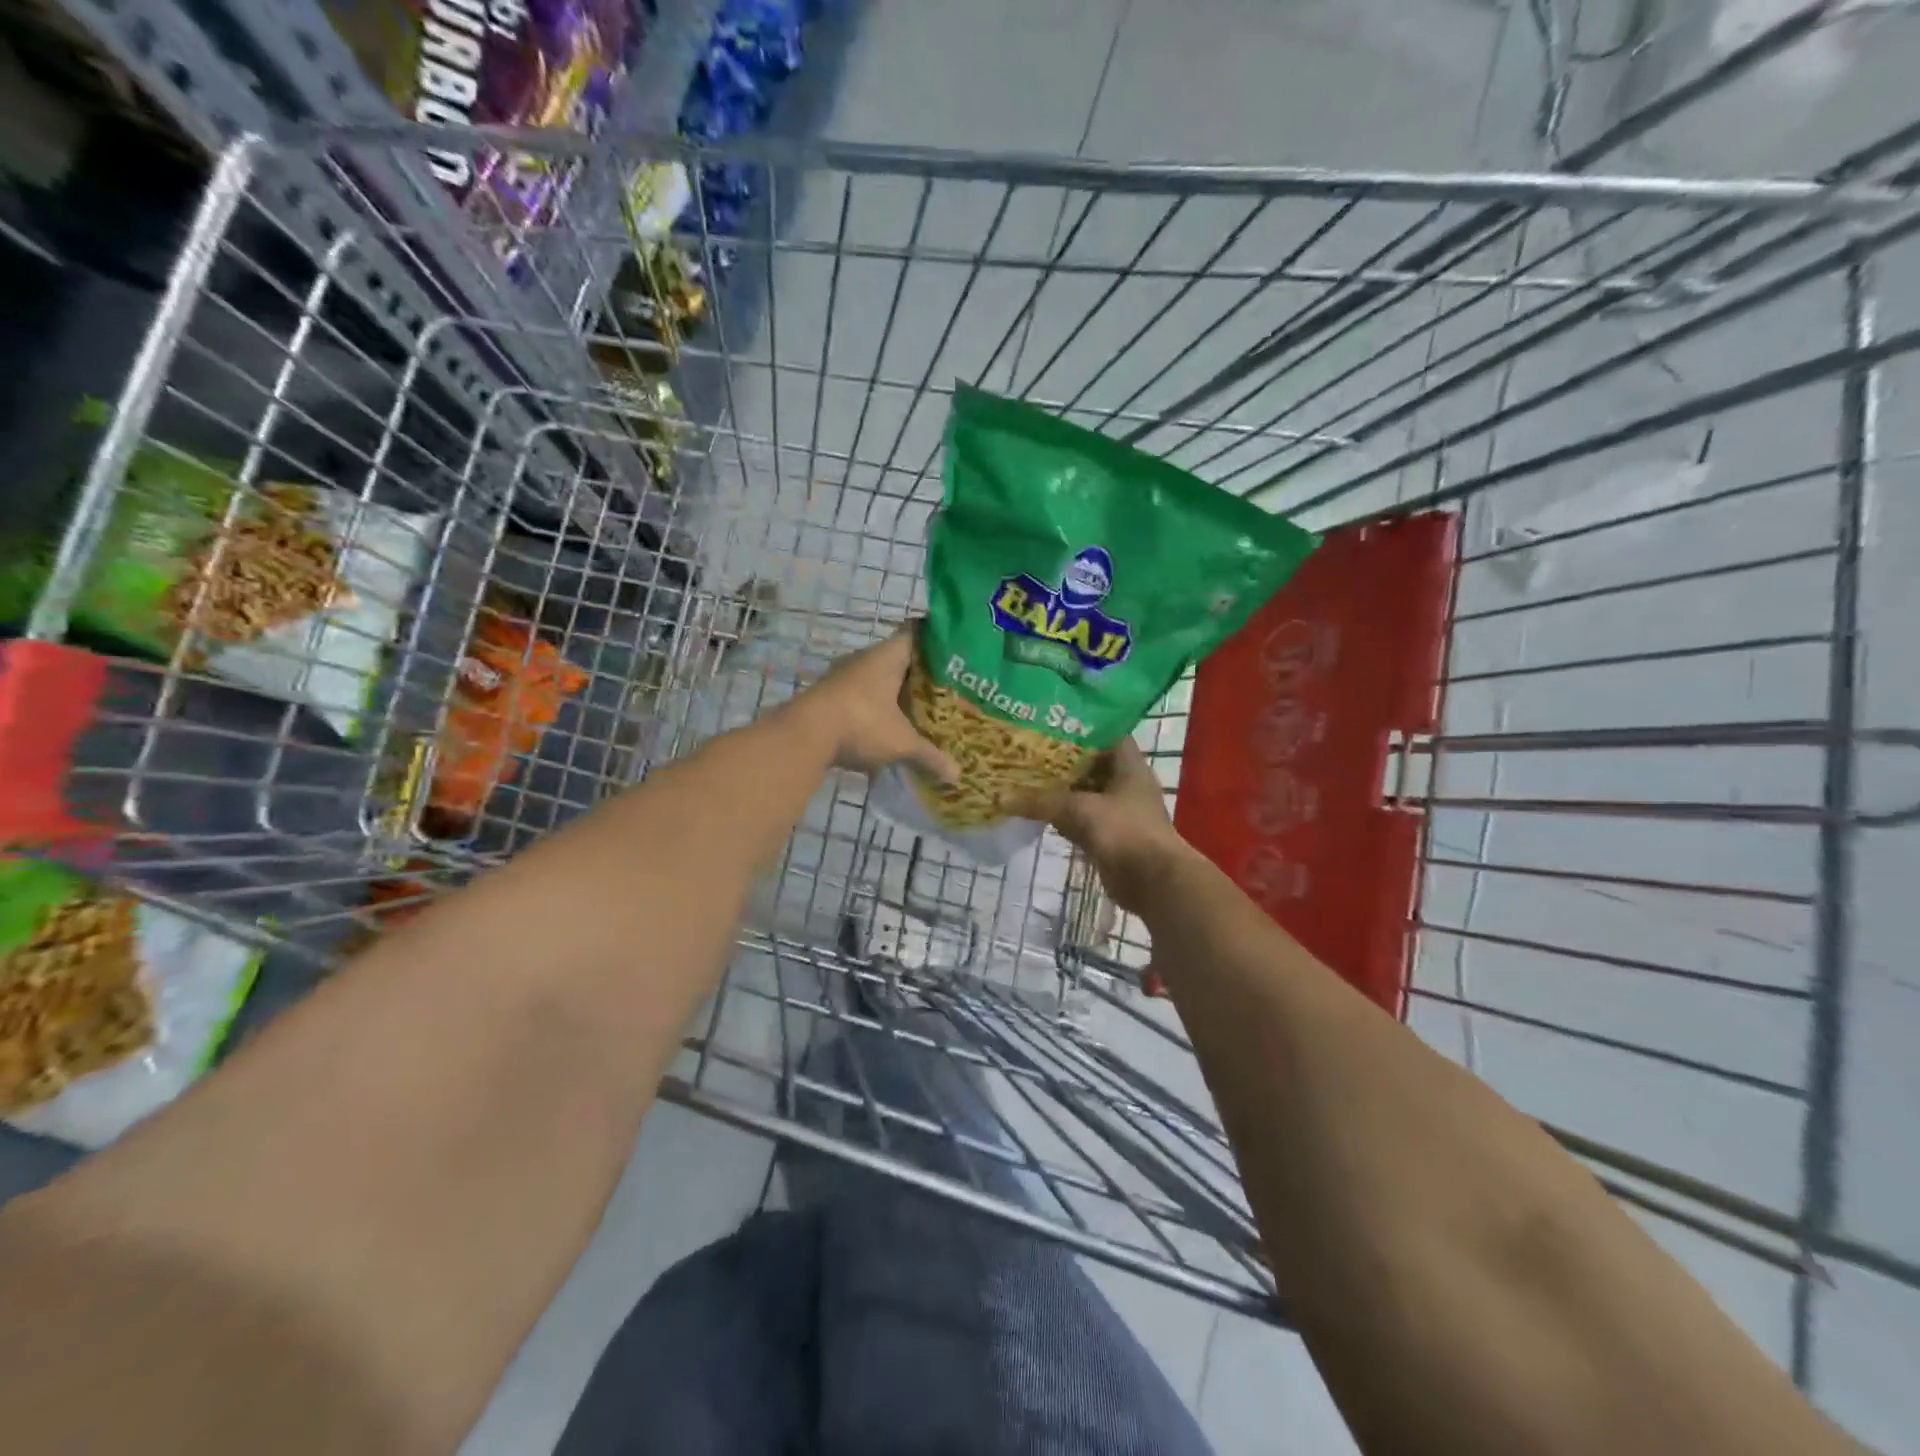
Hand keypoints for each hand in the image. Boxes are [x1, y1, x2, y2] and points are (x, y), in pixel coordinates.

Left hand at [791, 628, 959, 782]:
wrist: (803, 737)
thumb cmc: (862, 724)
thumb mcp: (902, 743)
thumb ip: (930, 755)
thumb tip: (957, 775)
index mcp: (888, 656)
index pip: (916, 632)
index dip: (936, 638)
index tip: (955, 650)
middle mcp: (864, 659)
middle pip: (898, 658)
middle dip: (919, 675)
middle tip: (945, 689)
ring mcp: (842, 677)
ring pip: (877, 680)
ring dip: (894, 694)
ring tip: (919, 711)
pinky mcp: (828, 698)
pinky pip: (860, 699)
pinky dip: (874, 711)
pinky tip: (887, 729)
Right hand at [1011, 738, 1187, 915]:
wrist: (1152, 882)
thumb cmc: (1123, 831)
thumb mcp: (1079, 809)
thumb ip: (1040, 801)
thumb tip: (1000, 797)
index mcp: (1129, 765)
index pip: (1106, 733)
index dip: (1080, 727)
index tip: (1049, 723)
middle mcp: (1126, 784)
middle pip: (1091, 764)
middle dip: (1062, 760)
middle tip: (1028, 749)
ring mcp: (1120, 811)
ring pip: (1085, 793)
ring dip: (1061, 790)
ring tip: (1025, 777)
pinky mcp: (1111, 836)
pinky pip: (1083, 819)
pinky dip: (1064, 816)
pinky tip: (1038, 812)